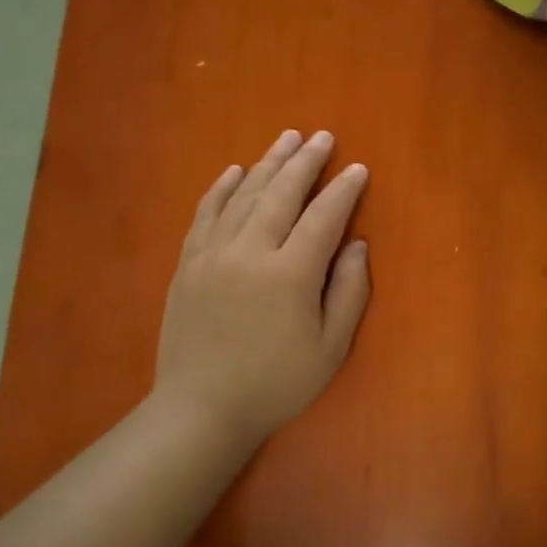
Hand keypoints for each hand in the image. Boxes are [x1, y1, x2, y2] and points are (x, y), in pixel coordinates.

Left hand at [153, 129, 371, 451]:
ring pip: (244, 195)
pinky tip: (234, 171)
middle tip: (322, 137)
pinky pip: (206, 213)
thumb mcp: (330, 348)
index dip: (344, 190)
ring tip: (287, 139)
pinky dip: (222, 188)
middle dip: (305, 161)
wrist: (202, 409)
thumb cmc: (276, 383)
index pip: (324, 217)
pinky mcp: (188, 264)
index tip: (358, 168)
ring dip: (268, 163)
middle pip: (281, 193)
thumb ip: (348, 292)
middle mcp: (250, 252)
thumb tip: (357, 244)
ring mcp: (213, 254)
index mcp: (290, 274)